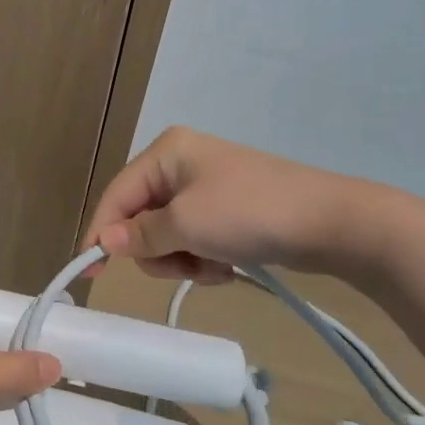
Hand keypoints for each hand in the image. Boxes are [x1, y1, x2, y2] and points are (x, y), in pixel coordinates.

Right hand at [82, 127, 377, 282]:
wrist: (333, 223)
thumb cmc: (250, 212)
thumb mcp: (187, 225)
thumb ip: (141, 235)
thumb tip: (104, 243)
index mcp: (166, 152)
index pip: (117, 194)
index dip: (101, 232)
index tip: (90, 272)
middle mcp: (181, 163)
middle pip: (140, 216)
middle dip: (157, 249)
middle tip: (183, 265)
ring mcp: (206, 187)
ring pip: (167, 234)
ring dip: (183, 259)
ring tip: (213, 267)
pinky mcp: (227, 210)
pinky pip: (194, 239)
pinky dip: (204, 259)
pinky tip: (228, 266)